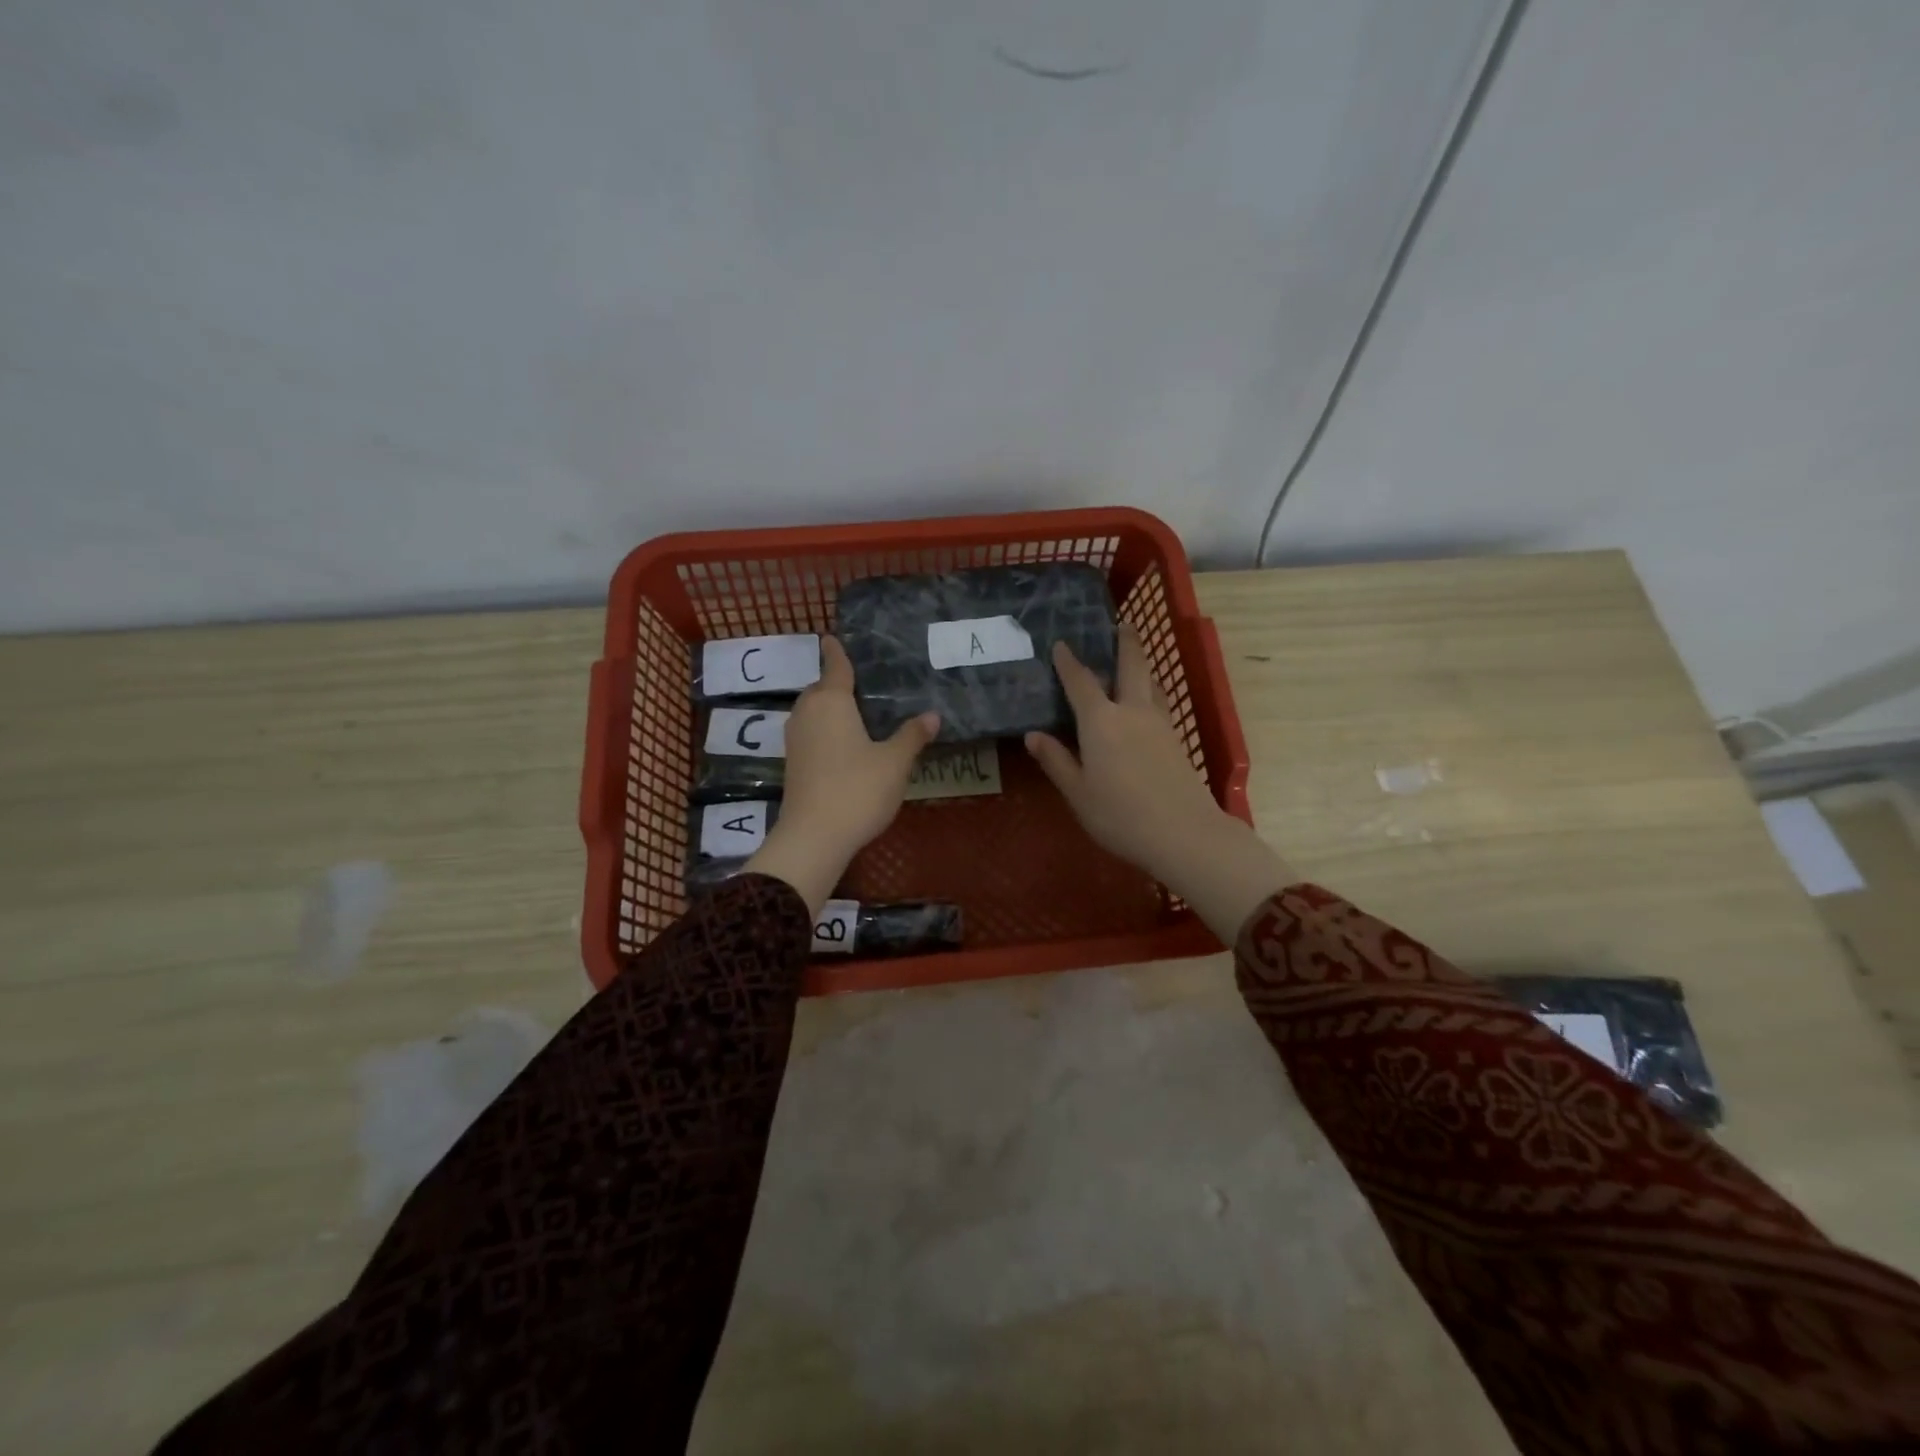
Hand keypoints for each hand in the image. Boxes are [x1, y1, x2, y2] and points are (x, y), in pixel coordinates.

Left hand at [747, 636, 937, 914]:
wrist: (813, 837)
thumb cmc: (857, 790)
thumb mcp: (894, 762)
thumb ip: (912, 736)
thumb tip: (933, 715)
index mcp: (831, 701)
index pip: (835, 666)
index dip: (836, 651)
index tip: (831, 636)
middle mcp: (807, 712)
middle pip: (821, 688)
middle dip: (837, 682)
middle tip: (866, 683)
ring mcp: (795, 738)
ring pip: (814, 711)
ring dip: (831, 708)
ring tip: (859, 712)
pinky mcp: (792, 762)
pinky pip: (811, 732)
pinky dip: (826, 729)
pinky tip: (845, 742)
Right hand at [1027, 626, 1296, 941]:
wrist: (1184, 834)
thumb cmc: (1120, 815)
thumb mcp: (1078, 792)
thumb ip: (1056, 761)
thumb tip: (1033, 735)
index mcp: (1101, 721)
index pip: (1081, 682)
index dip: (1069, 662)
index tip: (1061, 644)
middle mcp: (1132, 712)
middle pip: (1131, 666)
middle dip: (1125, 642)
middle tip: (1123, 624)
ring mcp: (1160, 724)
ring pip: (1152, 683)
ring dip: (1143, 665)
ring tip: (1135, 658)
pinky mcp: (1177, 740)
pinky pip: (1161, 703)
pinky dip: (1152, 691)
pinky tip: (1149, 701)